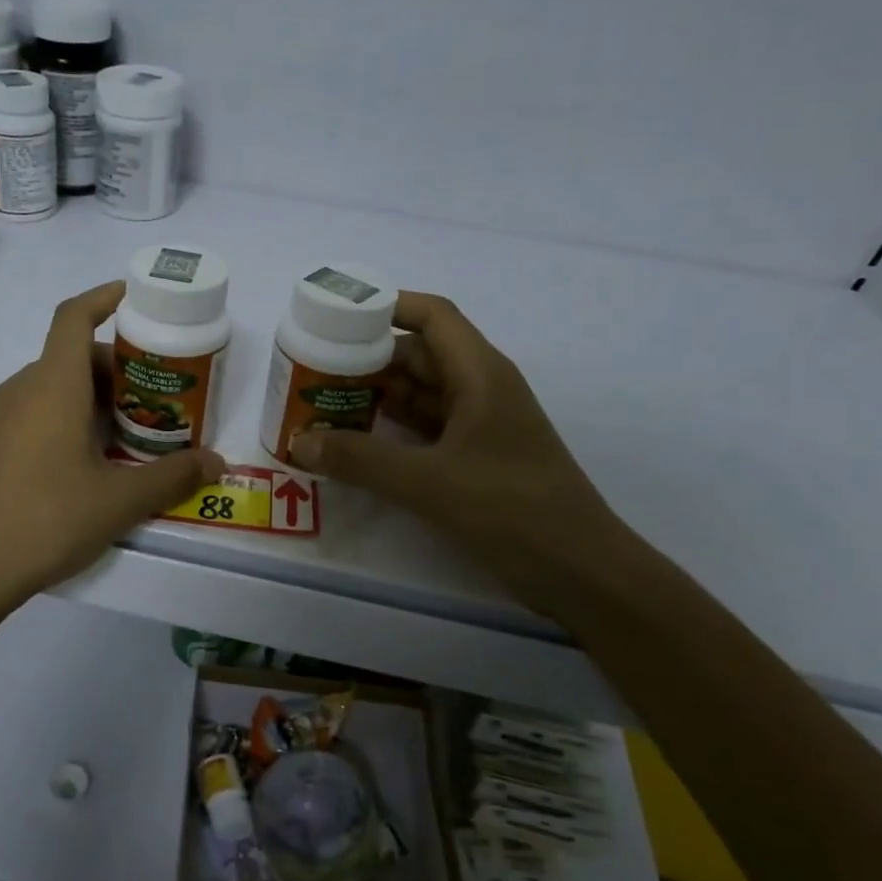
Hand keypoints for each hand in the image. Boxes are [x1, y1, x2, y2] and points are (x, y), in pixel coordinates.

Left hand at [0, 282, 226, 606]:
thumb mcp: (120, 503)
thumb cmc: (49, 522)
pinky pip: (1, 425)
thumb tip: (217, 462)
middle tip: (132, 408)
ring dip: (65, 404)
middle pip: (61, 361)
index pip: (73, 318)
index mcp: (53, 388)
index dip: (101, 299)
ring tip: (92, 446)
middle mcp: (11, 391)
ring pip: (30, 394)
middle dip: (100, 373)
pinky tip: (39, 476)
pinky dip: (28, 432)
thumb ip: (172, 477)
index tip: (127, 299)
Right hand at [288, 292, 634, 610]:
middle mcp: (481, 390)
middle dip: (367, 357)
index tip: (336, 316)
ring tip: (322, 401)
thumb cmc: (514, 512)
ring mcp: (480, 426)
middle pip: (418, 355)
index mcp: (481, 375)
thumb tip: (300, 442)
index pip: (432, 317)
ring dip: (375, 396)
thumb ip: (361, 460)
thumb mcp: (430, 483)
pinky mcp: (476, 458)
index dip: (386, 307)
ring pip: (420, 394)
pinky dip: (390, 429)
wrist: (581, 573)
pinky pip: (425, 429)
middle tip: (313, 367)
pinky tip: (355, 441)